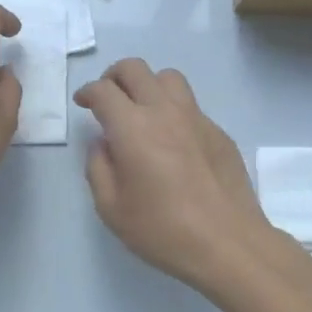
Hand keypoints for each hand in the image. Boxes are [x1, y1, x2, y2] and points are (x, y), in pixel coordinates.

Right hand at [74, 59, 277, 290]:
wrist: (228, 243)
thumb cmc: (163, 230)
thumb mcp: (111, 208)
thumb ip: (99, 168)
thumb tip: (104, 144)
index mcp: (132, 127)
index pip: (103, 90)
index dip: (87, 92)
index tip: (83, 104)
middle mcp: (164, 111)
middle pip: (135, 69)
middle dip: (114, 76)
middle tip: (108, 99)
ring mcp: (196, 118)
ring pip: (169, 78)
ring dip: (148, 84)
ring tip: (142, 110)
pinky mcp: (219, 132)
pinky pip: (191, 105)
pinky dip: (174, 110)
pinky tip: (173, 140)